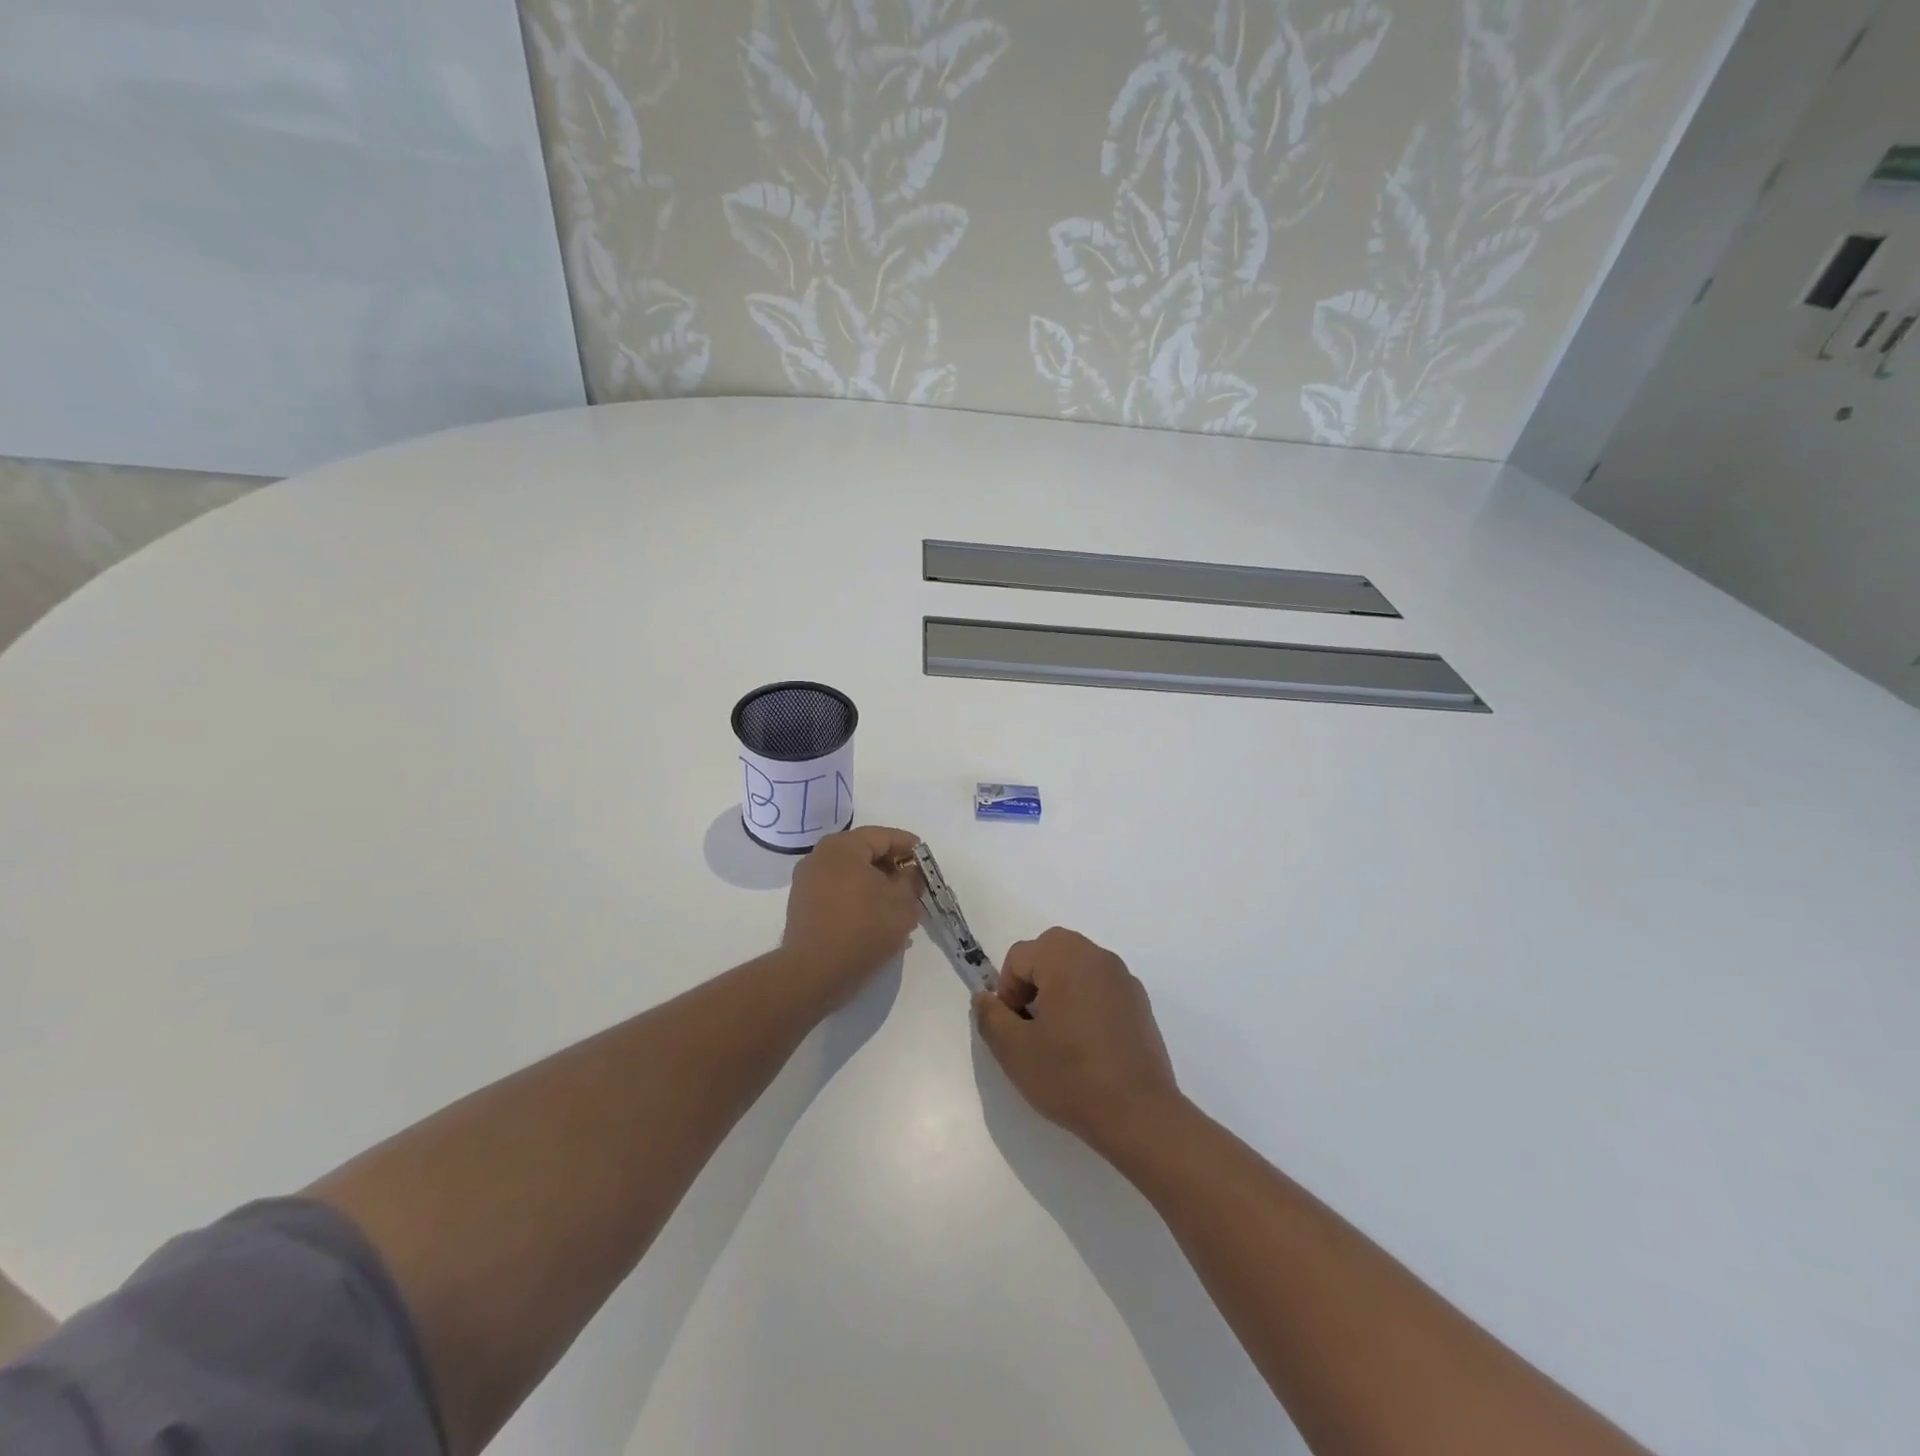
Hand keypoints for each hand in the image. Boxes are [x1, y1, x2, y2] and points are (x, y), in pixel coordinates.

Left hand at [783, 825, 923, 1006]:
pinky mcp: (803, 906)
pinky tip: (876, 920)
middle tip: (914, 885)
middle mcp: (820, 857)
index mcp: (842, 847)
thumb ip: (912, 879)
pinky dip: (859, 898)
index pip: (882, 836)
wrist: (814, 973)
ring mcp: (807, 882)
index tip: (926, 861)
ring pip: (851, 874)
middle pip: (865, 853)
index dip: (909, 846)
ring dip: (876, 886)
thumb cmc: (863, 929)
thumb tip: (910, 871)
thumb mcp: (902, 903)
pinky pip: (838, 892)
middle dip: (892, 868)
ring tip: (899, 906)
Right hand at [973, 927, 1182, 1155]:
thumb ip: (991, 1017)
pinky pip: (1101, 986)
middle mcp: (1097, 957)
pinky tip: (1088, 1043)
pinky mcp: (1140, 1002)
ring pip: (1077, 965)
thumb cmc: (1070, 1076)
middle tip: (1032, 1024)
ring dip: (1059, 988)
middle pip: (1051, 950)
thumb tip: (984, 997)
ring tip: (1058, 1035)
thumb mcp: (1014, 1051)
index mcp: (1066, 958)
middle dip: (1033, 980)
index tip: (1014, 1027)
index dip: (1007, 990)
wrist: (1139, 1114)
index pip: (1020, 956)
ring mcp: (1123, 978)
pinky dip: (1086, 1000)